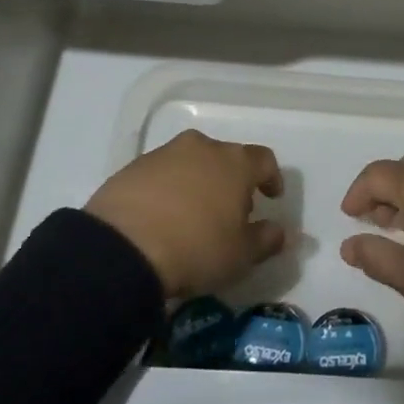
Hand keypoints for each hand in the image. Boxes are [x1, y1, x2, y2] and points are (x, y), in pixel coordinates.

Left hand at [85, 129, 286, 298]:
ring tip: (193, 215)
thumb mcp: (241, 255)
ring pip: (192, 163)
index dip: (271, 178)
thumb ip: (267, 239)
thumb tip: (281, 231)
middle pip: (226, 158)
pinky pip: (162, 174)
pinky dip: (168, 189)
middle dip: (232, 181)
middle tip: (231, 212)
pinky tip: (162, 217)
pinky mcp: (133, 167)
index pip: (264, 160)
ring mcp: (164, 154)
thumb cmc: (196, 248)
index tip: (271, 198)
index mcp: (235, 163)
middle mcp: (202, 147)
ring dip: (198, 182)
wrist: (123, 248)